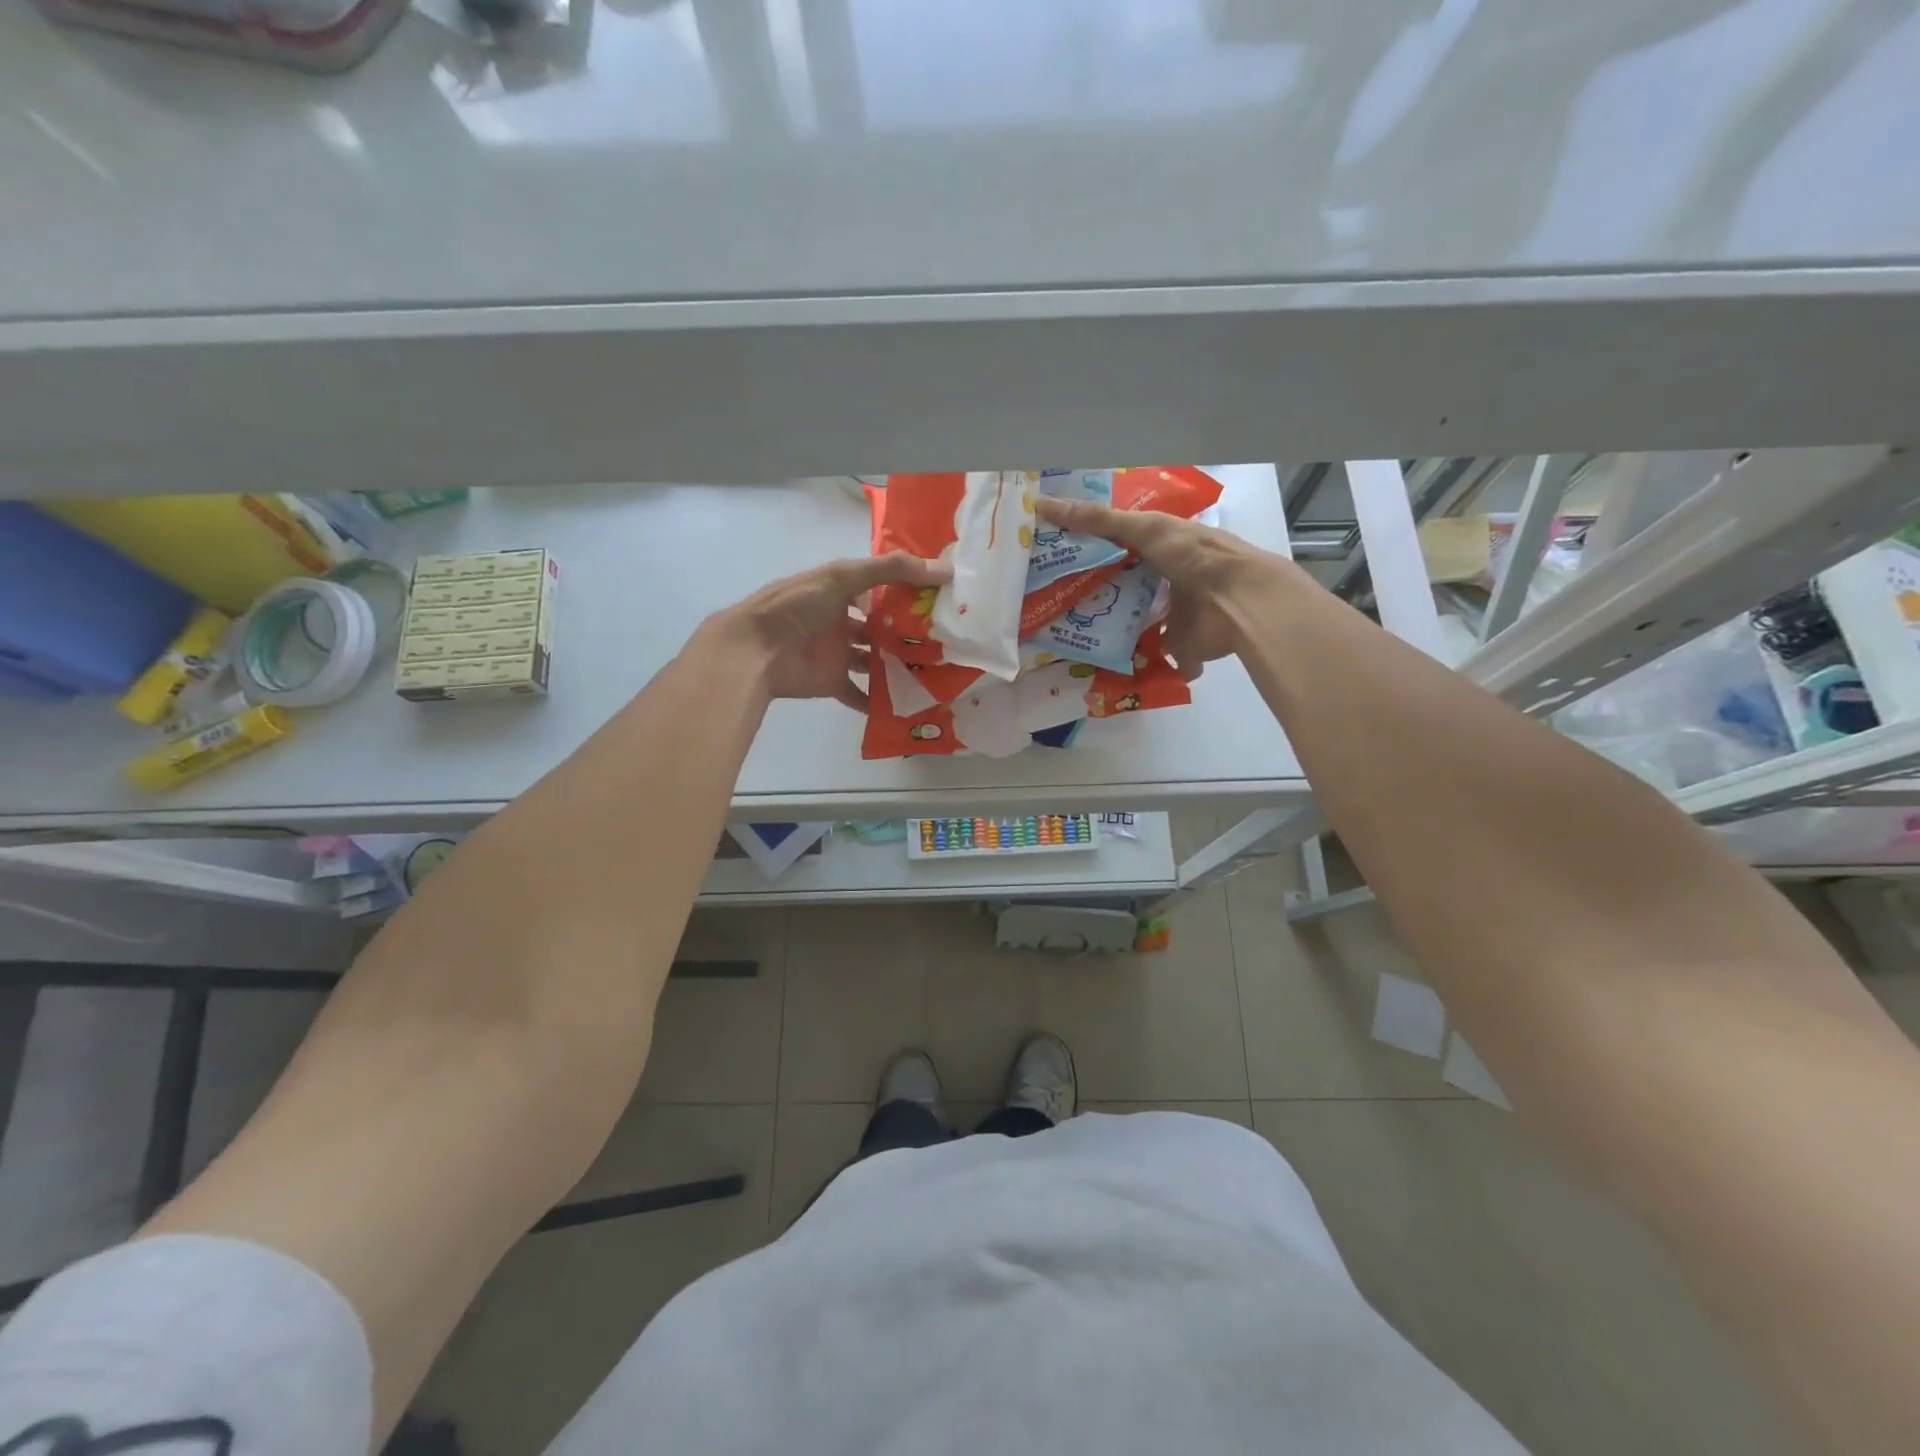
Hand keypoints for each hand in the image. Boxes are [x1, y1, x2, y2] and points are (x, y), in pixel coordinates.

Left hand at [709, 551, 950, 711]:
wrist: (756, 650)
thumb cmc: (798, 605)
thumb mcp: (843, 576)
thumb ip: (890, 570)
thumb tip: (944, 570)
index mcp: (839, 590)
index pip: (880, 588)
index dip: (907, 592)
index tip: (941, 599)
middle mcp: (840, 620)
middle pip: (879, 627)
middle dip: (907, 633)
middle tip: (945, 640)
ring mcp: (837, 653)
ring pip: (873, 660)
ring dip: (897, 666)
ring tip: (934, 671)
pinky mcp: (833, 682)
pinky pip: (860, 694)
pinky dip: (878, 702)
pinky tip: (907, 703)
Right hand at [1036, 497, 1284, 679]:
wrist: (1239, 602)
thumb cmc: (1194, 556)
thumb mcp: (1144, 528)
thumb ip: (1098, 520)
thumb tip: (1043, 504)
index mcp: (1166, 547)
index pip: (1123, 545)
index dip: (1094, 549)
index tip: (1059, 556)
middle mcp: (1169, 579)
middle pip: (1126, 585)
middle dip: (1097, 592)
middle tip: (1053, 600)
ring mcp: (1173, 616)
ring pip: (1134, 622)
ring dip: (1110, 629)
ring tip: (1066, 634)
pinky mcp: (1176, 647)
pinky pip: (1148, 657)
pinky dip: (1131, 664)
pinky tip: (1097, 666)